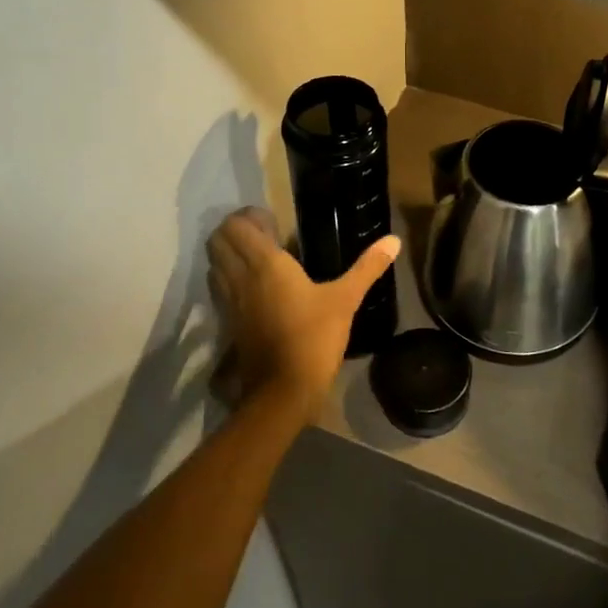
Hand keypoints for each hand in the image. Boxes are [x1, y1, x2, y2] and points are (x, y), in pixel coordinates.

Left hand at [207, 207, 400, 423]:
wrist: (283, 391)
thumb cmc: (314, 338)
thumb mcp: (345, 300)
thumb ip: (367, 267)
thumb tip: (394, 240)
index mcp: (265, 264)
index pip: (236, 227)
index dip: (247, 216)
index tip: (272, 219)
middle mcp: (240, 277)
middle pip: (218, 241)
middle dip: (234, 231)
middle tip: (262, 233)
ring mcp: (230, 301)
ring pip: (214, 264)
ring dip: (228, 253)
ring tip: (256, 256)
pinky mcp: (228, 323)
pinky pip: (218, 288)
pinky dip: (227, 277)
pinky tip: (252, 286)